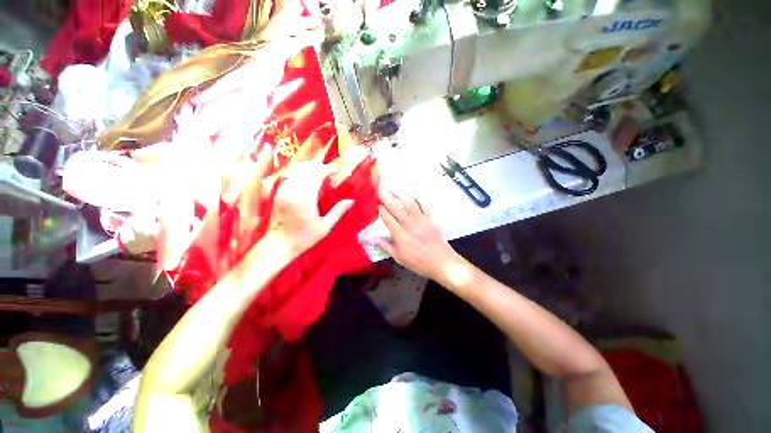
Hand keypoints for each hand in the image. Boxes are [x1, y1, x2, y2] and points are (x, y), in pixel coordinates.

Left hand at [266, 160, 353, 258]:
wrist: (279, 245)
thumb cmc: (304, 238)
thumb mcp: (325, 227)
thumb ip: (338, 212)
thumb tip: (351, 201)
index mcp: (305, 200)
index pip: (316, 176)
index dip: (327, 170)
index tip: (336, 170)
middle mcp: (292, 192)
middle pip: (305, 170)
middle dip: (319, 166)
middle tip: (329, 169)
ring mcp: (283, 192)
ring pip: (295, 171)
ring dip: (308, 167)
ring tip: (319, 169)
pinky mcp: (279, 194)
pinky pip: (289, 176)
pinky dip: (299, 172)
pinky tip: (306, 176)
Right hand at [376, 191, 463, 281]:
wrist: (441, 262)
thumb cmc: (419, 262)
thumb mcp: (399, 258)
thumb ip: (386, 246)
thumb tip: (373, 239)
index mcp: (399, 234)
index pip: (387, 218)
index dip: (381, 209)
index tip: (376, 203)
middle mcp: (409, 224)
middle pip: (396, 208)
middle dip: (387, 198)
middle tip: (381, 190)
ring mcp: (421, 220)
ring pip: (409, 204)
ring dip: (400, 195)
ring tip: (393, 189)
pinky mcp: (431, 219)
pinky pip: (424, 206)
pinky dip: (418, 199)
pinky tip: (413, 195)